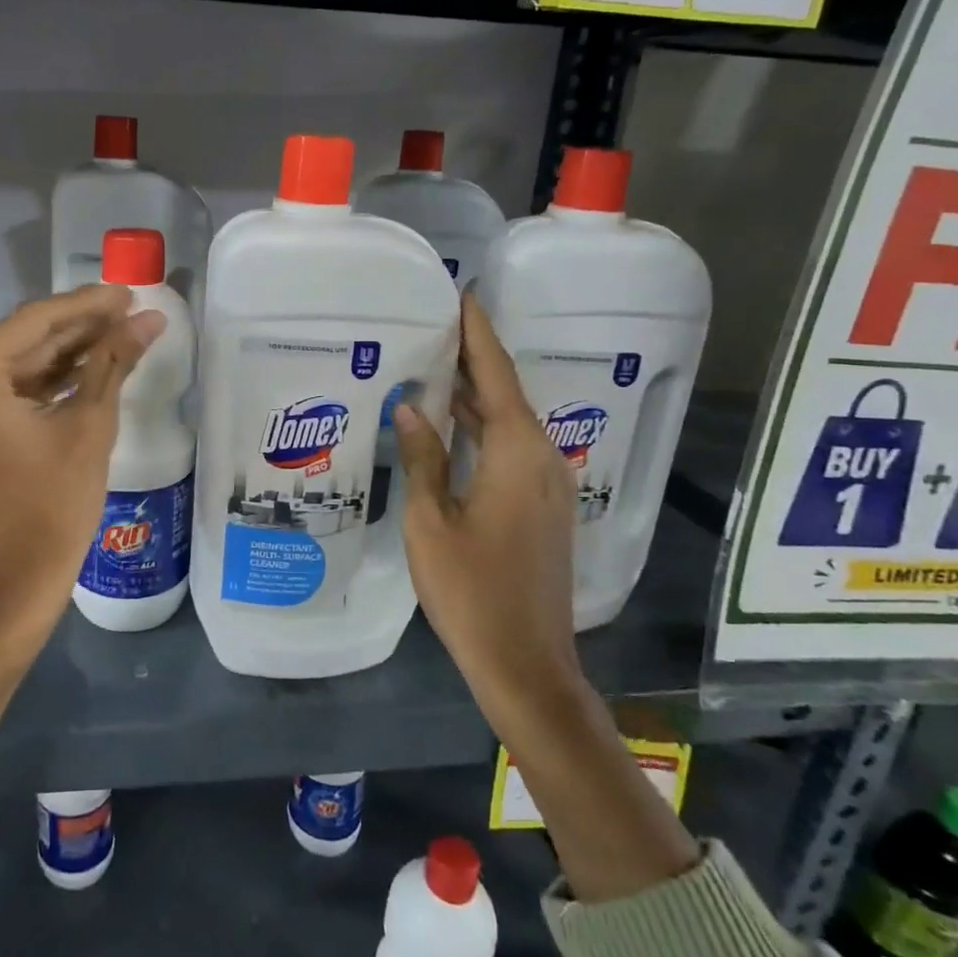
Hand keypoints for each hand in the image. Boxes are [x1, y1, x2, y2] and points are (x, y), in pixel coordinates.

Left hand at [0, 285, 165, 655]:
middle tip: (129, 310)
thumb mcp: (88, 426)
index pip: (35, 322)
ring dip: (62, 353)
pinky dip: (38, 382)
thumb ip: (113, 362)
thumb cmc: (51, 508)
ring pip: (11, 365)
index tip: (129, 291)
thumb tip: (150, 318)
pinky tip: (83, 367)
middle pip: (20, 341)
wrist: (8, 587)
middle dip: (78, 328)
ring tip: (117, 334)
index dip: (88, 304)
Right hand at [392, 291, 587, 737]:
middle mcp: (541, 458)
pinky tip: (450, 423)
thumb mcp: (431, 522)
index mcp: (517, 454)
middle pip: (505, 392)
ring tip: (434, 362)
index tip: (462, 294)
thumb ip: (423, 458)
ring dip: (475, 393)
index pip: (494, 375)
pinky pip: (511, 447)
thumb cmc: (471, 591)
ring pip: (508, 421)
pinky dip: (482, 425)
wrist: (526, 662)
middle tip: (432, 324)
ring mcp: (547, 484)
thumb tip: (410, 407)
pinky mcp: (543, 505)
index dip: (477, 333)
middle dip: (472, 357)